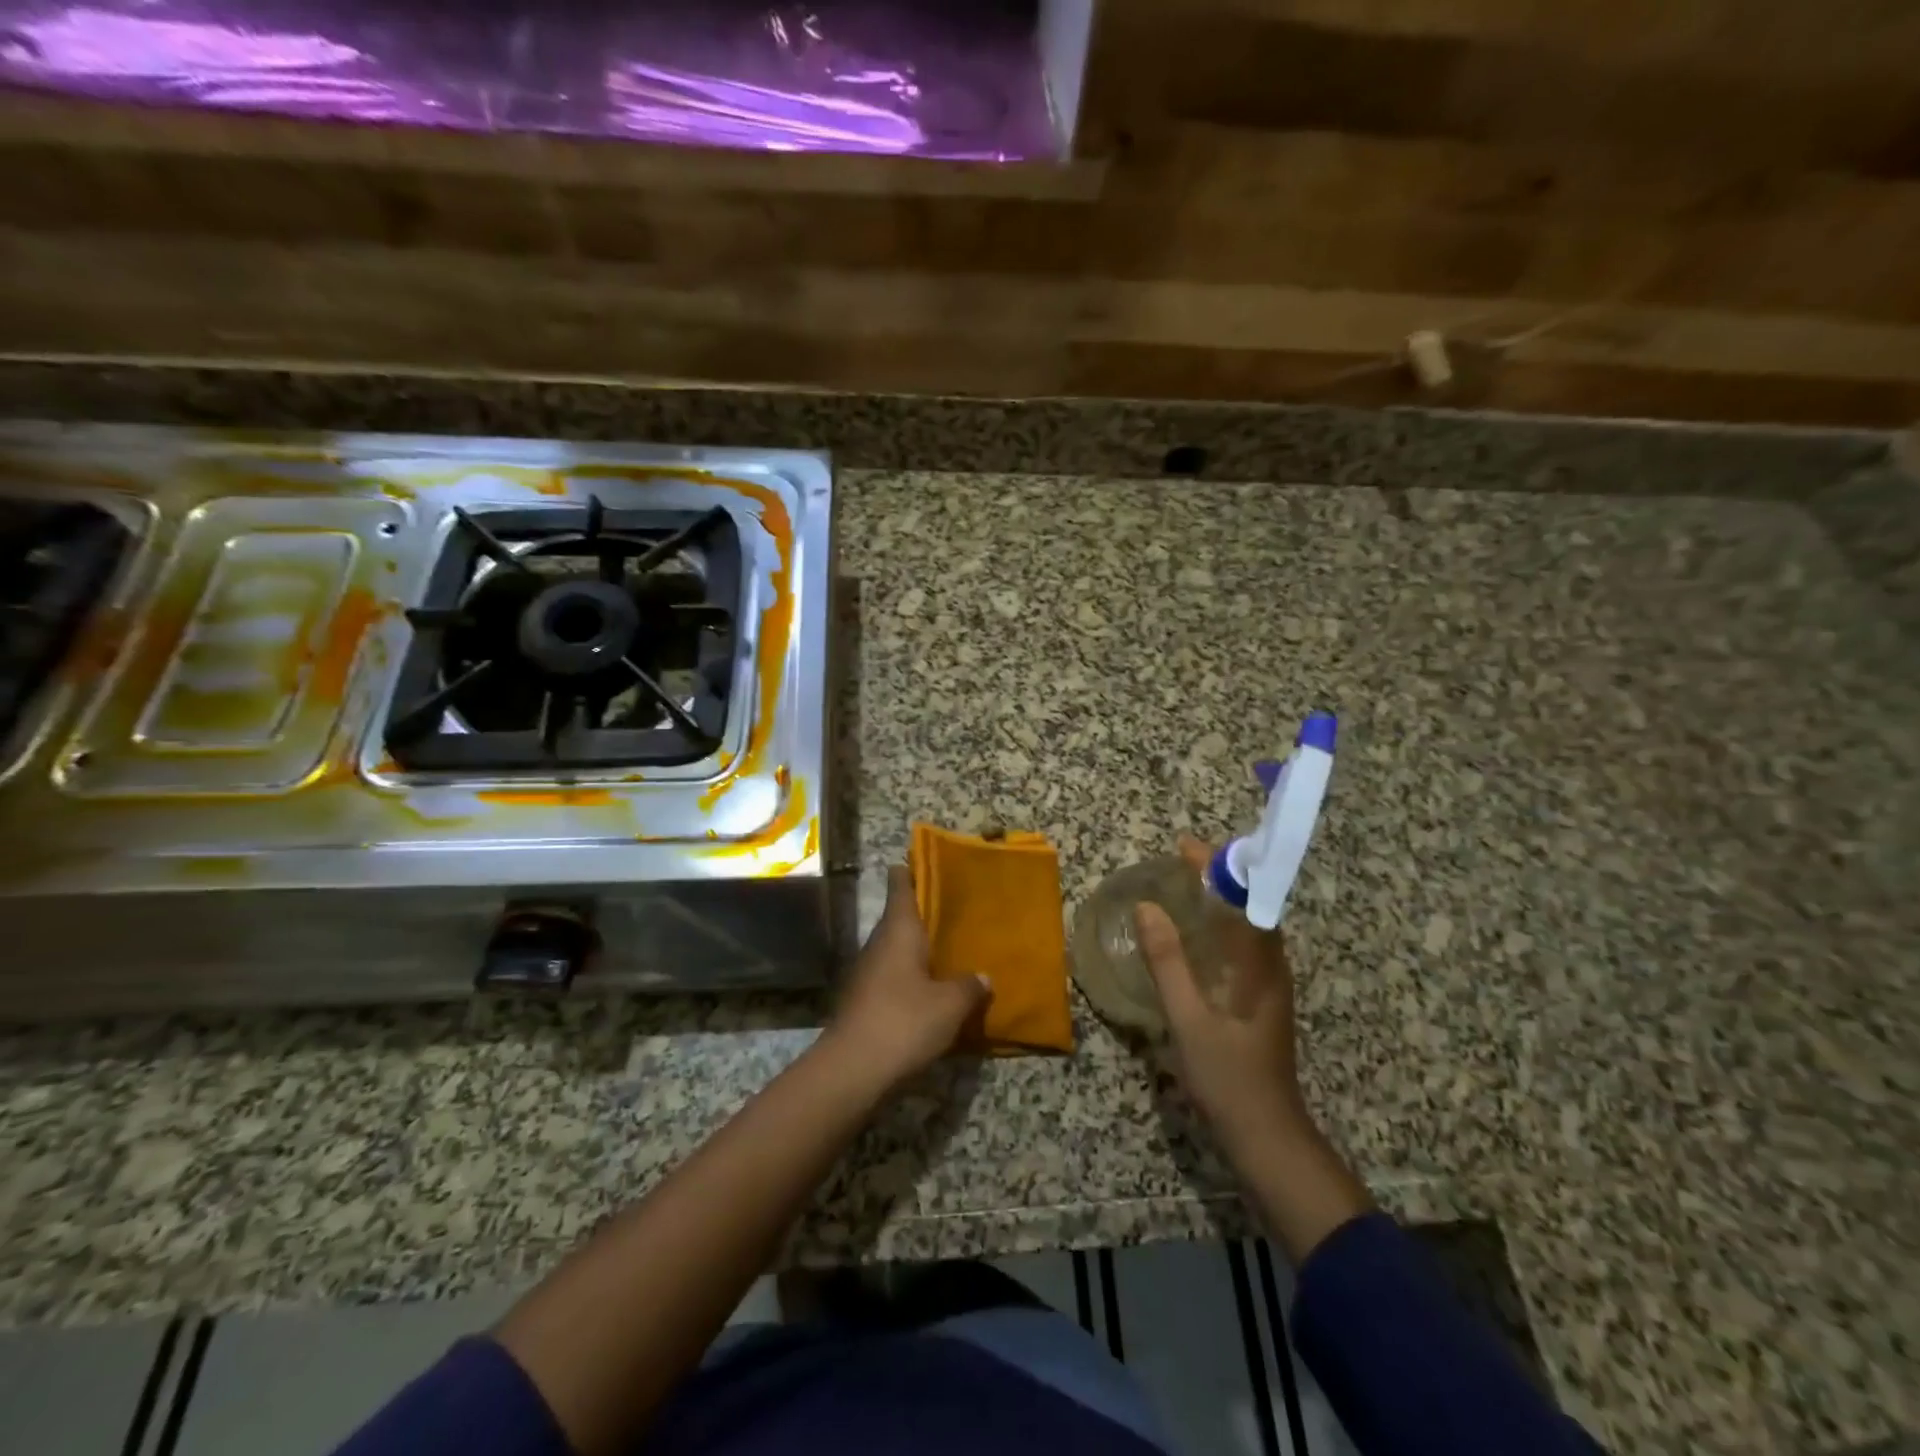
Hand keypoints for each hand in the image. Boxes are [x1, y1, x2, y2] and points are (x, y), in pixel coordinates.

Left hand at [824, 865, 989, 1092]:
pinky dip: (912, 975)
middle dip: (924, 912)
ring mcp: (868, 972)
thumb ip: (969, 987)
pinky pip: (893, 975)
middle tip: (955, 908)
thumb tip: (984, 976)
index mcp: (899, 930)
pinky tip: (932, 988)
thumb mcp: (949, 1005)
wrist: (852, 1069)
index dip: (910, 870)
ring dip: (919, 947)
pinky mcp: (865, 1000)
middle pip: (900, 917)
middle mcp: (880, 943)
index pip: (900, 886)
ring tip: (950, 947)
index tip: (926, 860)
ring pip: (897, 948)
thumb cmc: (904, 1021)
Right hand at [1135, 836, 1306, 1151]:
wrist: (1267, 1136)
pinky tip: (1192, 938)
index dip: (1218, 868)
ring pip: (1246, 928)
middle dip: (1218, 879)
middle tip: (1179, 862)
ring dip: (1219, 901)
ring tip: (1182, 887)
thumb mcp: (1189, 1018)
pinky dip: (1218, 928)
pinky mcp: (1259, 1002)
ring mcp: (1268, 986)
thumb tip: (1147, 907)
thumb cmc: (1229, 1076)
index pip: (1245, 899)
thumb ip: (1168, 962)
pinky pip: (1240, 948)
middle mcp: (1272, 968)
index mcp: (1262, 965)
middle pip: (1248, 907)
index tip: (1186, 846)